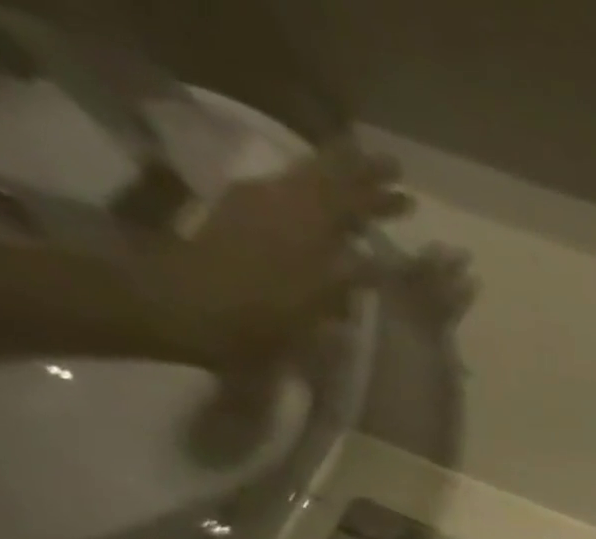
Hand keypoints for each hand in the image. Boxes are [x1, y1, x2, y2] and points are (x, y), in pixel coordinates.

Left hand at [145, 138, 410, 368]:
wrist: (187, 307)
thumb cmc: (262, 314)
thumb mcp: (319, 304)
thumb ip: (351, 278)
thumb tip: (379, 262)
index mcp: (308, 221)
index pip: (353, 198)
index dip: (381, 196)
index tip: (408, 194)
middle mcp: (283, 201)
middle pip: (326, 177)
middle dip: (358, 173)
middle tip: (389, 168)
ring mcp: (257, 205)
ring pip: (304, 181)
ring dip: (334, 178)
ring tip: (358, 179)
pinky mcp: (239, 216)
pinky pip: (285, 194)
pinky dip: (308, 193)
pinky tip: (318, 206)